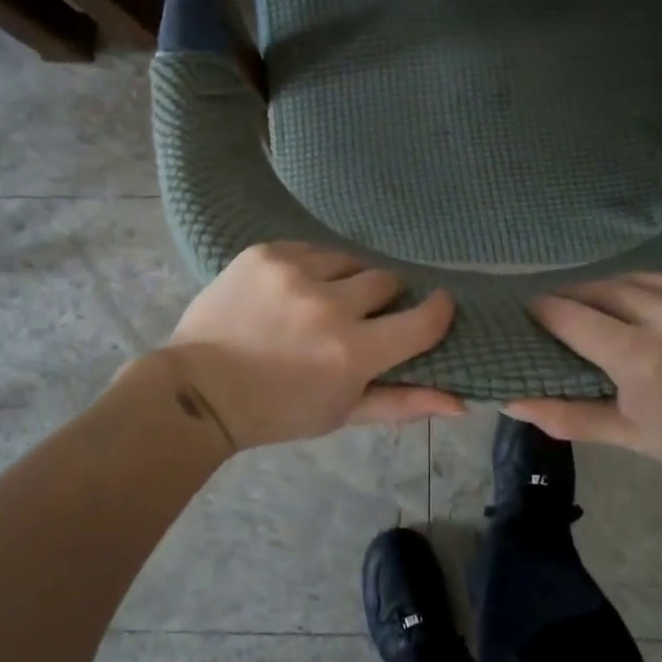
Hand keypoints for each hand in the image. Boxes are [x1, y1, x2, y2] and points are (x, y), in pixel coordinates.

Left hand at [162, 242, 462, 450]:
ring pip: (349, 259)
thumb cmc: (278, 411)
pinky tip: (292, 290)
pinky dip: (310, 268)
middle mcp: (329, 305)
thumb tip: (462, 403)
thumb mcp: (343, 412)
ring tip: (320, 302)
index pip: (424, 319)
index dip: (438, 311)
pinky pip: (310, 248)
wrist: (199, 390)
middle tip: (358, 319)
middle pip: (386, 280)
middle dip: (380, 299)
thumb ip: (403, 402)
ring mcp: (294, 272)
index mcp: (353, 352)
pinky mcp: (266, 252)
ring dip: (344, 280)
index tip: (436, 307)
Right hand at [505, 271, 661, 487]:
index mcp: (641, 356)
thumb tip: (510, 402)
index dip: (546, 312)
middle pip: (603, 289)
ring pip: (641, 278)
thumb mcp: (632, 436)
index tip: (535, 313)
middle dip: (579, 298)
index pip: (572, 316)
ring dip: (620, 291)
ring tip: (615, 307)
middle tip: (570, 310)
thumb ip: (568, 415)